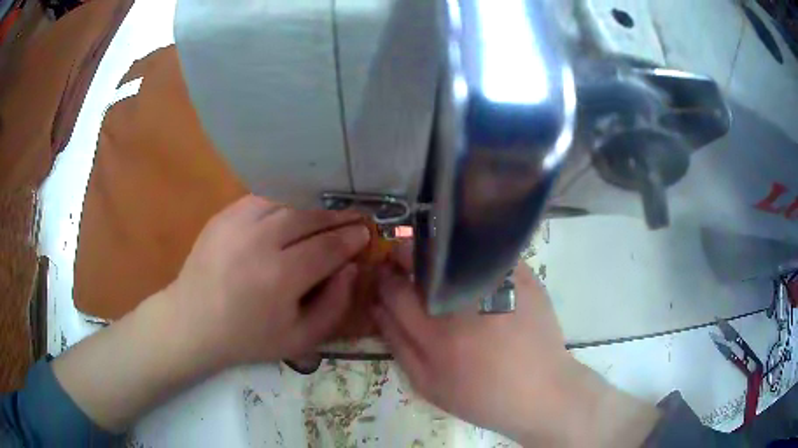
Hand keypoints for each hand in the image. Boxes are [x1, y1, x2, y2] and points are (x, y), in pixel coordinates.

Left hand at [166, 195, 369, 368]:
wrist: (193, 322)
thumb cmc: (248, 337)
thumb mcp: (300, 340)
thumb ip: (334, 306)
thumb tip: (351, 269)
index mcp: (281, 277)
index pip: (329, 246)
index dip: (352, 238)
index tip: (366, 233)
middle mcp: (261, 241)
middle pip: (311, 217)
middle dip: (338, 216)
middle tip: (354, 217)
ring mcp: (238, 222)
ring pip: (288, 201)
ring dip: (314, 206)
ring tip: (327, 213)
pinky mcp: (224, 215)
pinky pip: (263, 198)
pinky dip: (285, 201)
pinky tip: (293, 210)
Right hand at [373, 243, 659, 446]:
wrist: (541, 392)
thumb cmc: (482, 396)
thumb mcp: (428, 385)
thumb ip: (397, 345)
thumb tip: (377, 307)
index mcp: (437, 336)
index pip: (395, 290)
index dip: (384, 276)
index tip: (384, 272)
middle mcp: (467, 304)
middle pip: (421, 260)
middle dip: (404, 254)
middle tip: (405, 261)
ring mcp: (499, 285)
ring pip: (453, 250)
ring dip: (436, 252)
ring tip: (438, 268)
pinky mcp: (524, 277)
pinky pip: (487, 254)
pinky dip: (471, 255)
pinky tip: (471, 271)